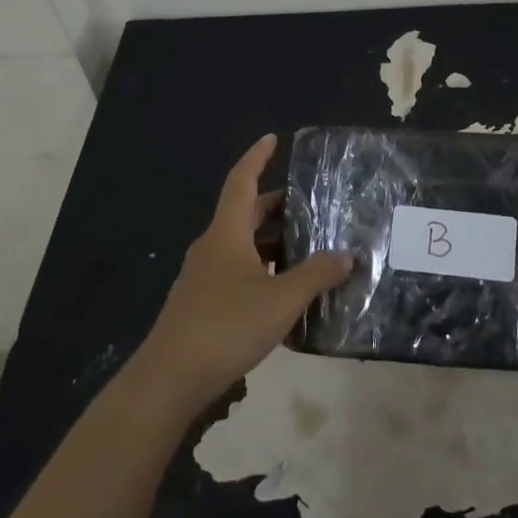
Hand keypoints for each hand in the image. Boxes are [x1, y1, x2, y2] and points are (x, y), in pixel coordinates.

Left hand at [138, 133, 351, 412]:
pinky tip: (284, 291)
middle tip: (310, 205)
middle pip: (245, 214)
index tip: (272, 138)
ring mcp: (203, 276)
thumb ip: (317, 275)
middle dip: (276, 206)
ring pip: (242, 245)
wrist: (169, 378)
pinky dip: (262, 269)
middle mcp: (212, 247)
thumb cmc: (226, 325)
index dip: (257, 157)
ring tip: (307, 248)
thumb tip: (347, 255)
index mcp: (227, 233)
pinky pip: (237, 272)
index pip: (241, 181)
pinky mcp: (202, 303)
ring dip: (271, 242)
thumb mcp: (282, 299)